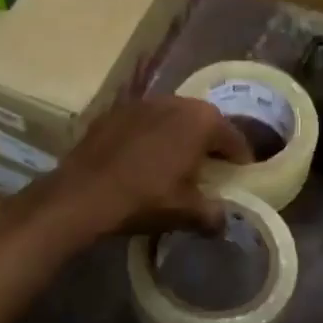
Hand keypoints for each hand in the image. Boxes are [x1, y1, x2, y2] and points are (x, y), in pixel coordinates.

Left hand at [43, 94, 253, 241]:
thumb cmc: (145, 199)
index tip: (240, 176)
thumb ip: (213, 215)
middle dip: (210, 143)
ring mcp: (142, 102)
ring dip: (179, 136)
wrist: (82, 194)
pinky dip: (151, 136)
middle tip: (211, 168)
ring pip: (173, 117)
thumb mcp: (186, 213)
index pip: (234, 138)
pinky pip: (144, 122)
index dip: (240, 160)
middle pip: (204, 122)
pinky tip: (143, 158)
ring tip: (177, 161)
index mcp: (202, 121)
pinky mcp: (114, 111)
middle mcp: (176, 102)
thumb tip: (223, 221)